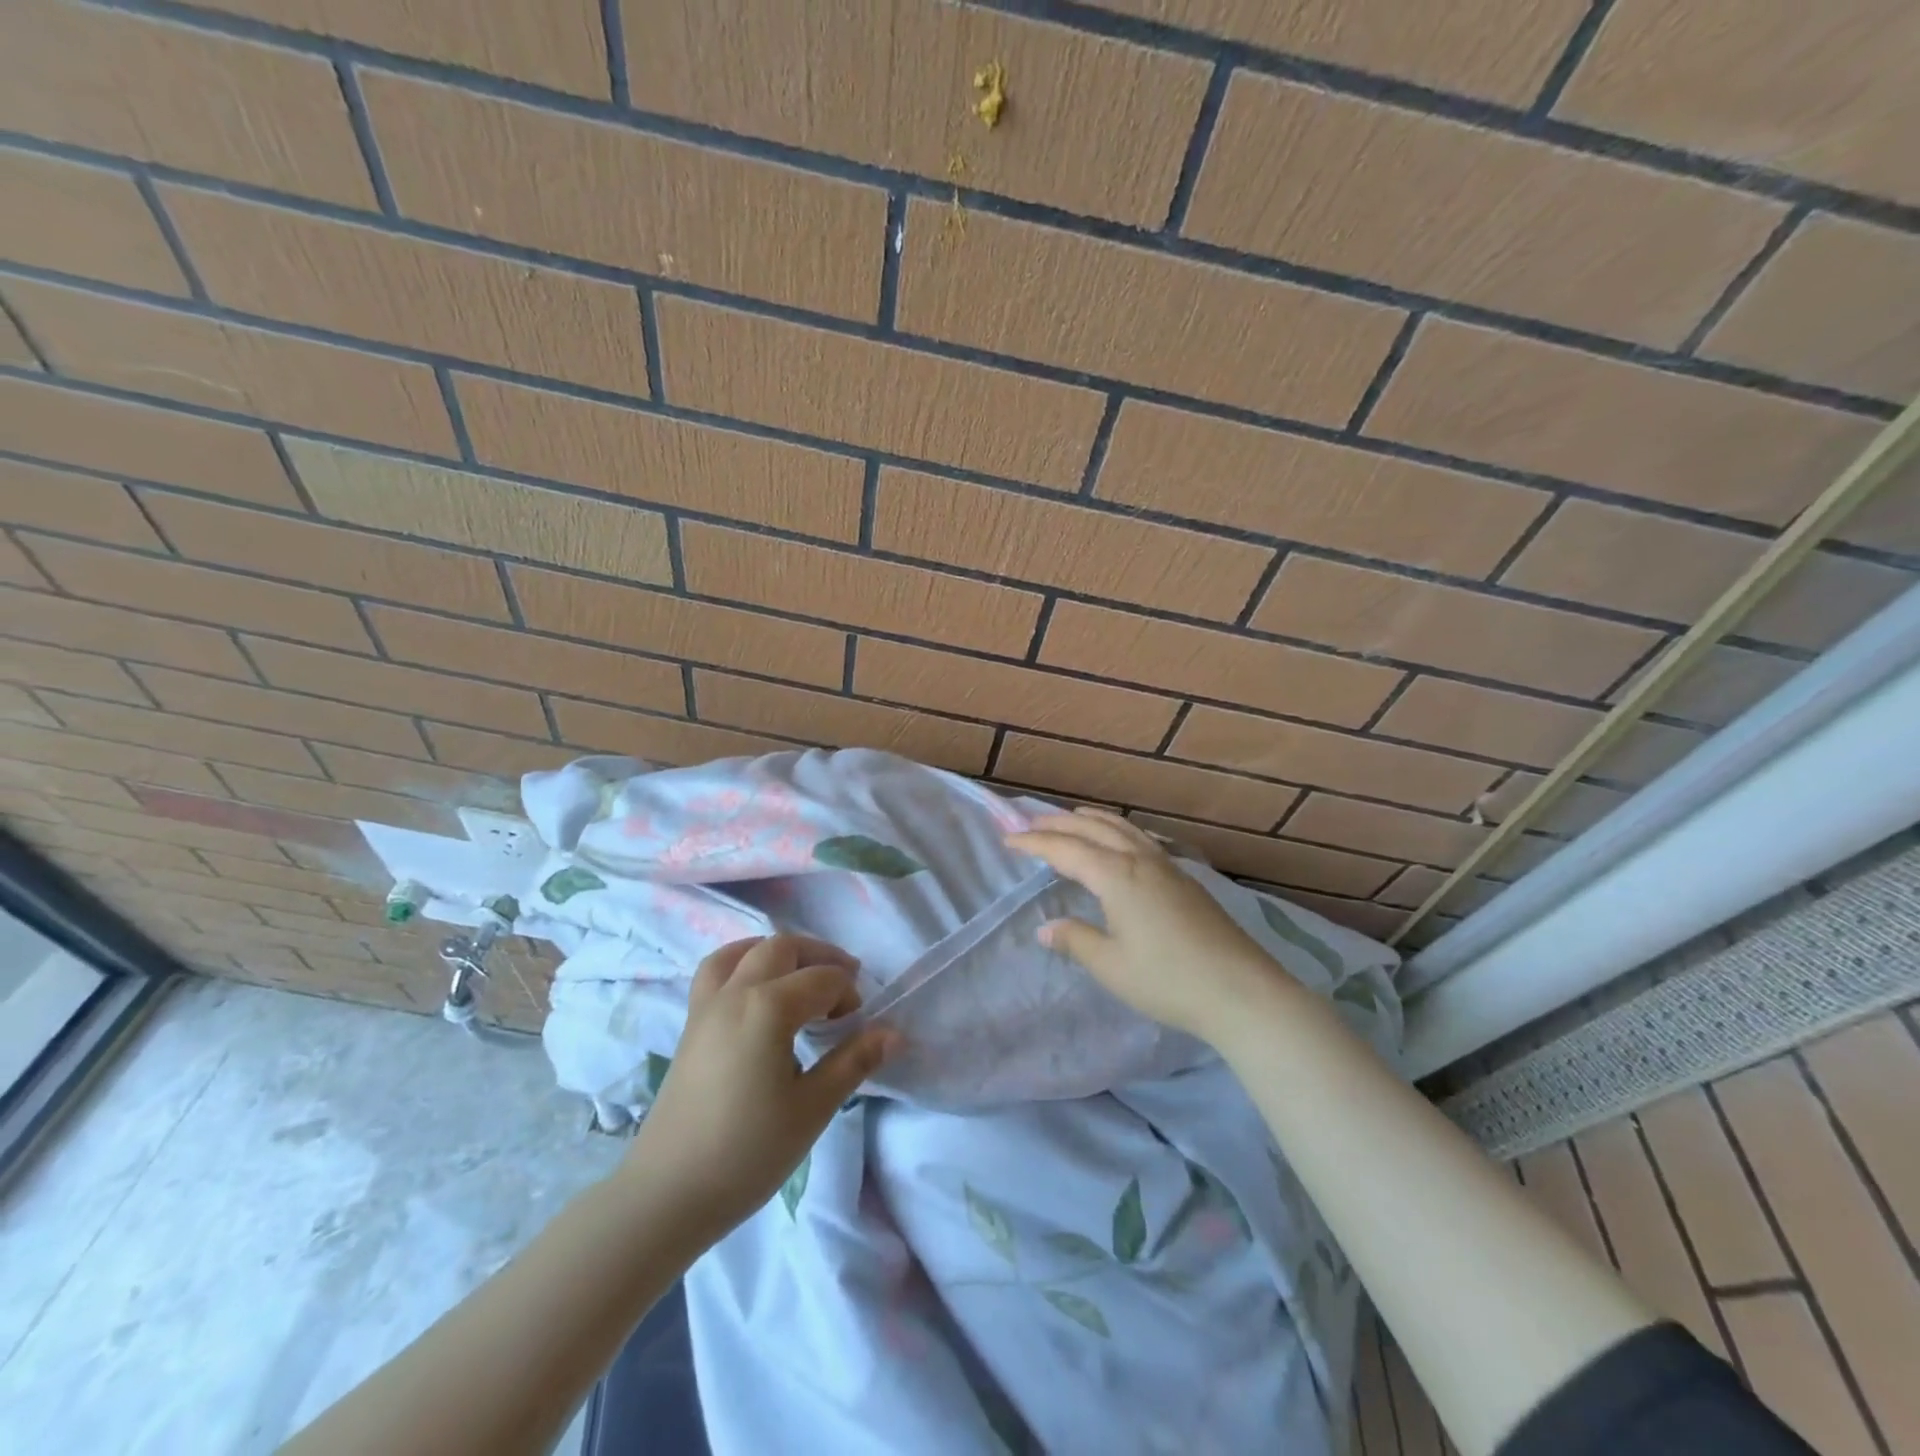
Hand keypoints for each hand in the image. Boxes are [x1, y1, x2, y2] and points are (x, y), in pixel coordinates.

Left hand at [620, 933, 897, 1242]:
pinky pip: (717, 970)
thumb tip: (893, 1034)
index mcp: (769, 1007)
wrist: (667, 1194)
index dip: (848, 994)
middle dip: (820, 958)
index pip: (823, 979)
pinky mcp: (691, 1023)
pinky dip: (744, 963)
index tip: (858, 1025)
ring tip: (801, 977)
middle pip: (783, 948)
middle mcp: (736, 992)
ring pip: (745, 950)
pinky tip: (757, 992)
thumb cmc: (748, 1153)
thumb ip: (853, 1061)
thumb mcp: (812, 1108)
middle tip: (844, 986)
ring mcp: (707, 1005)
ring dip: (779, 953)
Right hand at [1007, 808, 1301, 1047]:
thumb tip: (1046, 927)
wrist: (1241, 991)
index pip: (1065, 850)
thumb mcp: (1111, 965)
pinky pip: (1141, 839)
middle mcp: (1140, 860)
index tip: (1007, 839)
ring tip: (1071, 819)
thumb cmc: (1167, 980)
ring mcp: (1167, 866)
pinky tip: (1120, 843)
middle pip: (1093, 829)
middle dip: (1058, 823)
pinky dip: (1117, 830)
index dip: (1033, 843)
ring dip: (1091, 820)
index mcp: (1116, 876)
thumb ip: (1075, 940)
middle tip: (1029, 822)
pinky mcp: (1186, 879)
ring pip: (1122, 828)